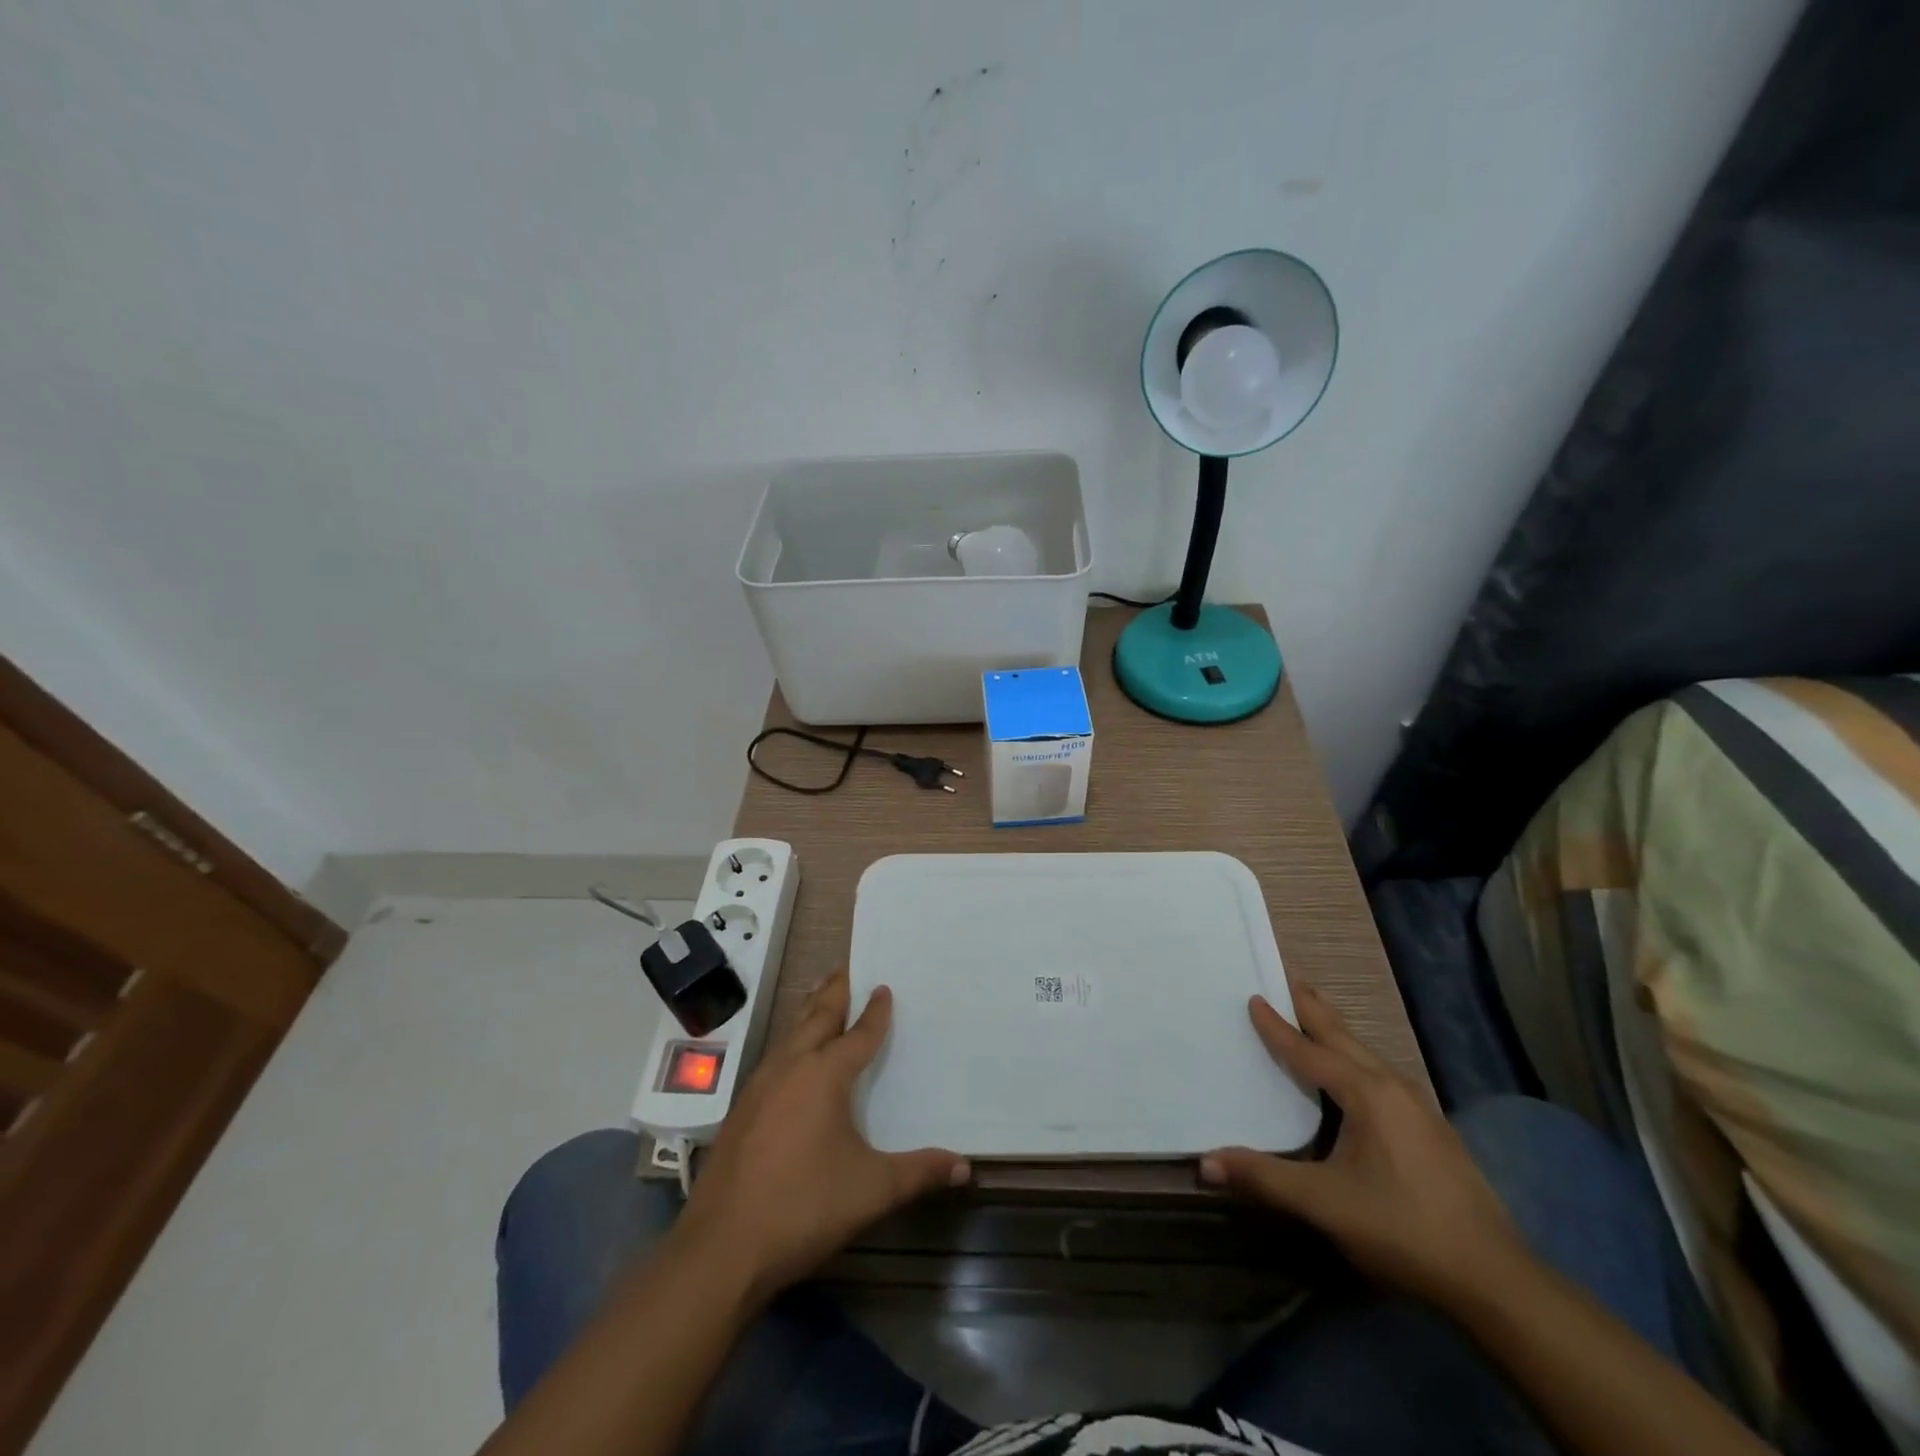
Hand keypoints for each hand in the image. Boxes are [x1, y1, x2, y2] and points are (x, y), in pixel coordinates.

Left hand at [677, 972, 968, 1300]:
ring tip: (817, 997)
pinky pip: (773, 1059)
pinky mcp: (740, 1111)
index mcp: (824, 1076)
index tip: (884, 988)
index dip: (875, 1013)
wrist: (721, 1247)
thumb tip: (966, 1167)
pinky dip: (789, 1043)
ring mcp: (759, 1087)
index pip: (858, 1035)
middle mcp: (791, 1068)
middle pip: (816, 1018)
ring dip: (807, 1013)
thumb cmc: (804, 1207)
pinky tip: (789, 1059)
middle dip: (833, 993)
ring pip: (789, 1035)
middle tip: (844, 969)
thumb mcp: (872, 1190)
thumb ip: (919, 1173)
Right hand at [1201, 987, 1525, 1307]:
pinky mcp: (1432, 1129)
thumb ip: (1264, 1178)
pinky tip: (1355, 1073)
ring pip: (1367, 1054)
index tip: (1254, 997)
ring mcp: (1419, 1107)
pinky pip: (1382, 1074)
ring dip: (1336, 1031)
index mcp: (1366, 1093)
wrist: (1494, 1277)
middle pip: (1344, 1037)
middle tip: (1288, 979)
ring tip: (1314, 1015)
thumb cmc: (1401, 1227)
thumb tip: (1205, 1163)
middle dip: (1313, 1008)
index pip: (1309, 1051)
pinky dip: (1355, 1057)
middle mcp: (1393, 1087)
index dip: (1278, 1027)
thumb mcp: (1325, 1203)